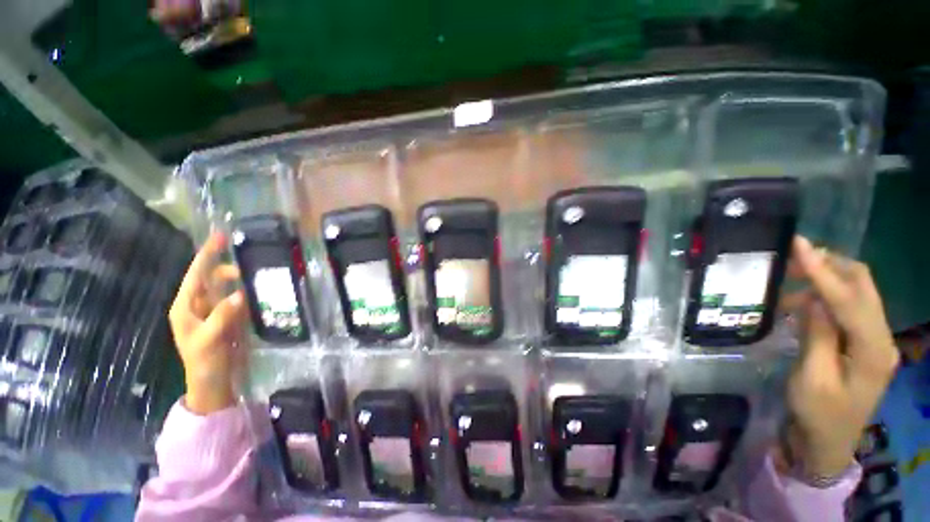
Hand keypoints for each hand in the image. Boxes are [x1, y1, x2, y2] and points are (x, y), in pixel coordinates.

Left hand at [169, 232, 247, 414]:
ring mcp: (216, 311)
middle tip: (252, 267)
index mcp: (186, 307)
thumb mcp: (209, 340)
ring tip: (259, 278)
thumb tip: (240, 293)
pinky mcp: (230, 317)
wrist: (214, 380)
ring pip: (228, 287)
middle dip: (230, 269)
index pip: (196, 275)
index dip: (207, 255)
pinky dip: (249, 292)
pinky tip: (261, 291)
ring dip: (242, 281)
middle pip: (213, 278)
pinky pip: (239, 299)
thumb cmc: (203, 361)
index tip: (220, 236)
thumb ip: (222, 316)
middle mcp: (199, 304)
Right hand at [781, 236, 898, 477]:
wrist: (827, 441)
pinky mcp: (863, 343)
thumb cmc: (817, 414)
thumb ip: (817, 335)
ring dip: (826, 281)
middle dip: (832, 265)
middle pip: (864, 286)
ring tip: (791, 283)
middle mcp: (882, 338)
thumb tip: (814, 299)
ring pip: (857, 293)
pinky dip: (826, 298)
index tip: (799, 243)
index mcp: (873, 351)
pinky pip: (848, 308)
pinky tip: (802, 304)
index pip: (850, 300)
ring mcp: (875, 340)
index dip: (824, 270)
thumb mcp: (812, 377)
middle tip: (795, 256)